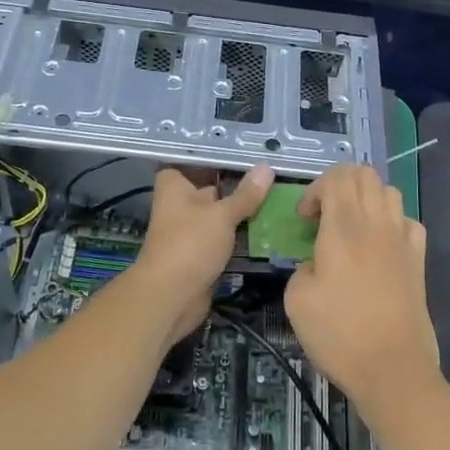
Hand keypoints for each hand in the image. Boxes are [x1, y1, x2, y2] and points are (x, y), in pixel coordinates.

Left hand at [134, 166, 273, 344]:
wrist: (171, 297)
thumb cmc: (190, 244)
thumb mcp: (222, 215)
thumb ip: (245, 194)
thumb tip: (267, 167)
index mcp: (174, 186)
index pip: (194, 162)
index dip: (219, 158)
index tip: (248, 152)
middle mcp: (179, 204)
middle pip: (212, 188)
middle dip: (238, 186)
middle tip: (274, 176)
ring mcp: (190, 230)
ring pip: (220, 215)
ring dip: (243, 213)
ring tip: (279, 199)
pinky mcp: (201, 253)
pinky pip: (224, 238)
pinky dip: (241, 235)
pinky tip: (268, 228)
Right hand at [284, 164, 438, 418]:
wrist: (392, 369)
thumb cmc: (339, 334)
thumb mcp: (296, 299)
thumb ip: (302, 267)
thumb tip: (317, 264)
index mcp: (343, 228)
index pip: (336, 177)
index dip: (315, 189)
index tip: (304, 219)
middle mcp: (376, 224)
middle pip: (364, 174)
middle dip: (340, 184)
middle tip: (324, 214)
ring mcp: (403, 240)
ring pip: (389, 191)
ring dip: (366, 198)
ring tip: (351, 226)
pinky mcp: (419, 260)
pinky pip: (408, 221)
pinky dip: (391, 222)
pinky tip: (380, 245)